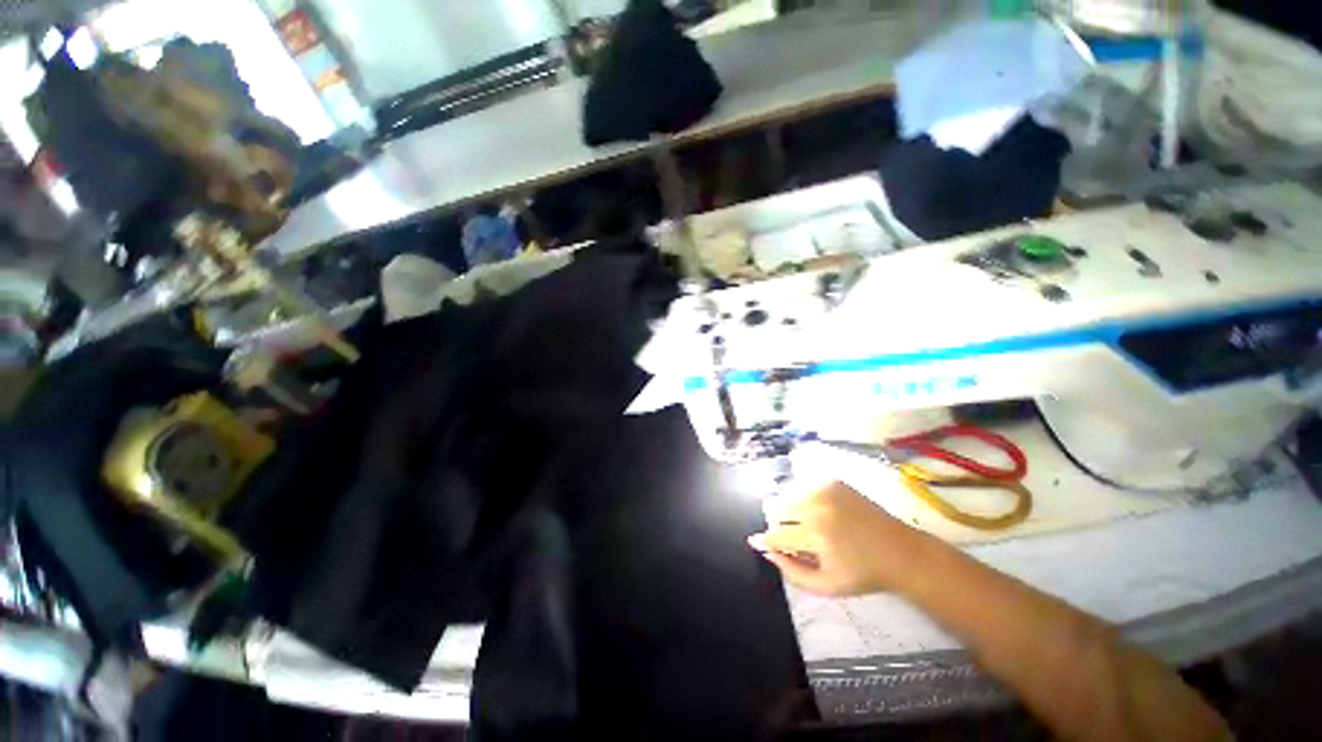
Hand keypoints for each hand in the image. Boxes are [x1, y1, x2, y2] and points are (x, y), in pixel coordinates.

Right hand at [748, 481, 925, 596]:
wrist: (899, 551)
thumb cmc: (862, 574)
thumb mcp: (826, 586)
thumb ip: (791, 572)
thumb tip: (767, 550)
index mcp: (816, 536)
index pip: (775, 535)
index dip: (766, 541)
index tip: (761, 543)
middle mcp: (817, 507)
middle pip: (777, 510)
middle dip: (781, 525)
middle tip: (797, 538)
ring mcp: (825, 490)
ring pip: (789, 497)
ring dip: (792, 512)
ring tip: (811, 526)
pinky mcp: (832, 481)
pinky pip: (804, 488)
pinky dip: (805, 500)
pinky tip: (822, 513)